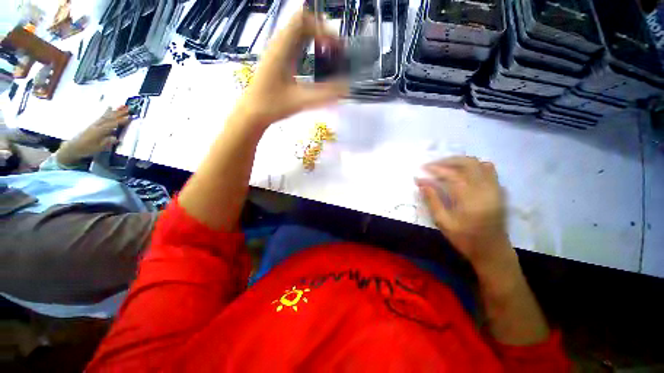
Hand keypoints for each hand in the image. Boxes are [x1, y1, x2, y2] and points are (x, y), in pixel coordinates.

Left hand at [56, 107, 130, 166]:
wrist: (73, 147)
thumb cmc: (86, 149)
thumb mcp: (97, 148)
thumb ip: (106, 142)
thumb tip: (116, 138)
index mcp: (99, 131)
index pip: (112, 125)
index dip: (121, 121)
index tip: (130, 117)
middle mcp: (97, 125)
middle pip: (110, 118)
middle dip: (119, 113)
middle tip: (128, 109)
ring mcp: (95, 124)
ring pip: (106, 116)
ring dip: (114, 111)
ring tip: (121, 106)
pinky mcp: (93, 124)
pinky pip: (101, 117)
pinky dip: (106, 112)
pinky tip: (109, 109)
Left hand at [234, 10, 347, 127]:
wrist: (252, 112)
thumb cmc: (273, 105)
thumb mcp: (301, 100)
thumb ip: (325, 94)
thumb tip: (346, 88)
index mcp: (282, 48)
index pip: (303, 20)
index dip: (323, 29)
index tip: (335, 49)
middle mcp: (279, 43)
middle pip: (303, 22)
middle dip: (323, 32)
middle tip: (335, 51)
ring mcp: (277, 50)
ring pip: (299, 31)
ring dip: (316, 38)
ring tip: (329, 55)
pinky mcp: (278, 58)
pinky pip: (296, 42)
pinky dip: (309, 46)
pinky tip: (316, 61)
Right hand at [416, 156, 514, 270]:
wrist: (493, 251)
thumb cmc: (465, 239)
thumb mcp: (443, 222)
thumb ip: (432, 200)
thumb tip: (421, 183)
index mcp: (470, 198)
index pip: (450, 175)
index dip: (434, 170)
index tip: (420, 170)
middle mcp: (485, 189)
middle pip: (467, 163)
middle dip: (447, 161)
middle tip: (432, 165)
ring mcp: (495, 188)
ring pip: (479, 163)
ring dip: (460, 162)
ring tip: (445, 167)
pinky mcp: (499, 190)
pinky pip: (488, 170)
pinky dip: (473, 167)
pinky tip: (463, 173)